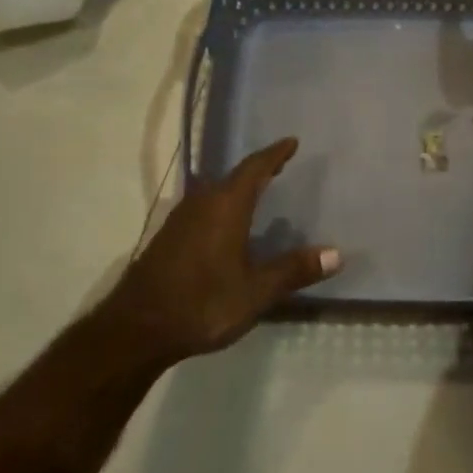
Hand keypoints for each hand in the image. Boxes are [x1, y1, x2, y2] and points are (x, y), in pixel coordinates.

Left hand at [95, 138, 338, 365]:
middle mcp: (201, 204)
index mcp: (225, 207)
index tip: (291, 142)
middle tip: (280, 166)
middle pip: (233, 177)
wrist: (135, 330)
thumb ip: (294, 270)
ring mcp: (179, 220)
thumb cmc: (201, 304)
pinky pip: (202, 209)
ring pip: (214, 192)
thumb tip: (336, 254)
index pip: (254, 169)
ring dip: (237, 188)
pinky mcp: (167, 239)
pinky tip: (227, 225)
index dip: (274, 154)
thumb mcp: (255, 292)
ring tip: (257, 192)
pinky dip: (221, 206)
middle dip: (258, 170)